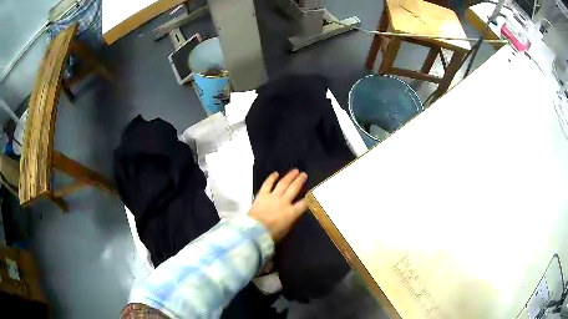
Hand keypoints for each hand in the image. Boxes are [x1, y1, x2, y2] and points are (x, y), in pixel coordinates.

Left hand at [248, 169, 307, 241]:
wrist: (255, 231)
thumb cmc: (271, 234)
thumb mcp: (286, 230)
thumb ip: (290, 221)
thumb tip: (293, 215)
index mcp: (292, 213)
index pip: (304, 203)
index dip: (309, 198)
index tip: (312, 193)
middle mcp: (284, 202)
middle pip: (294, 189)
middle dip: (300, 181)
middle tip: (304, 174)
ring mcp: (273, 197)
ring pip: (283, 184)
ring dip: (290, 176)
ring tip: (295, 170)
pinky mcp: (262, 195)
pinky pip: (268, 184)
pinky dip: (271, 178)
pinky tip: (276, 173)